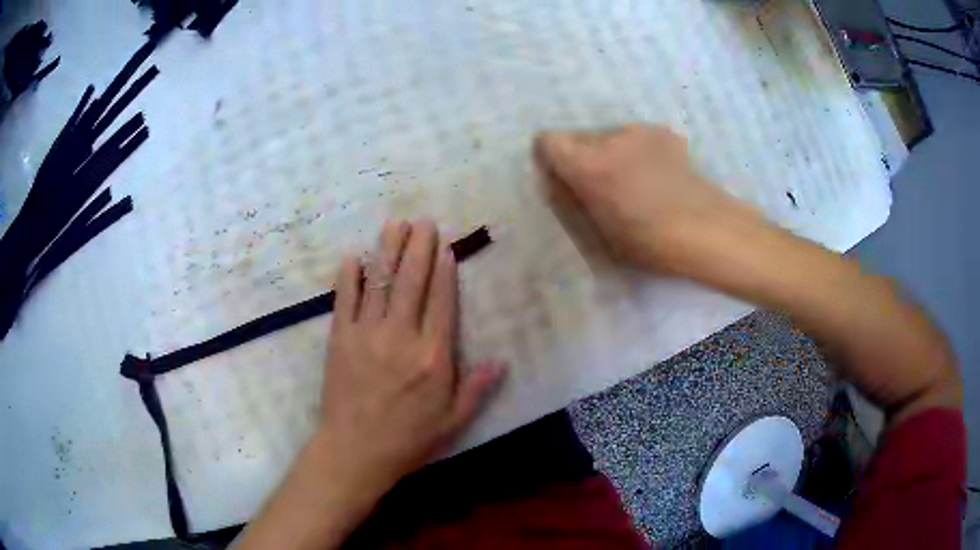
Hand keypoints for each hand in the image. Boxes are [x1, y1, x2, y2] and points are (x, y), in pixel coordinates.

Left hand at [318, 220, 505, 497]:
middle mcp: (400, 337)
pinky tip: (353, 256)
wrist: (355, 451)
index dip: (444, 271)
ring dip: (387, 250)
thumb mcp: (452, 422)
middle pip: (411, 282)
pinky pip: (344, 300)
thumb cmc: (408, 439)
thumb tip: (501, 361)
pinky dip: (349, 276)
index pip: (441, 302)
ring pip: (379, 282)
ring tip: (395, 224)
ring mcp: (366, 334)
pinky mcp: (339, 339)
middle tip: (423, 221)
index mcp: (432, 357)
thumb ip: (476, 389)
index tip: (445, 246)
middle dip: (418, 247)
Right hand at [534, 124, 756, 273]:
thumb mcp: (599, 231)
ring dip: (613, 153)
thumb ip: (573, 200)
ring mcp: (640, 131)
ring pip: (611, 136)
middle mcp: (609, 137)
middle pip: (580, 137)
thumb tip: (559, 183)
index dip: (552, 158)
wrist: (707, 230)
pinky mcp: (665, 133)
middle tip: (602, 186)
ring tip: (636, 182)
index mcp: (587, 163)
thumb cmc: (649, 242)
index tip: (563, 176)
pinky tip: (659, 174)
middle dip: (584, 157)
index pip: (548, 141)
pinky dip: (640, 151)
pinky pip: (638, 138)